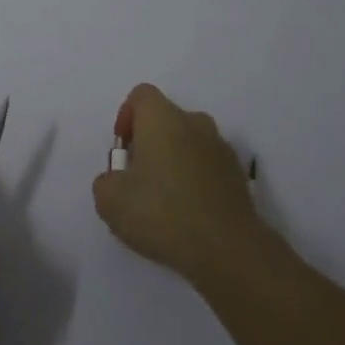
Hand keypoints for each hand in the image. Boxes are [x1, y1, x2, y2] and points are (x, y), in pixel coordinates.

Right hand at [93, 83, 263, 284]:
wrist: (227, 248)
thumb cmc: (162, 213)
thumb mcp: (110, 201)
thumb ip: (106, 182)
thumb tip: (118, 180)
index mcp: (162, 118)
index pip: (141, 95)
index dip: (126, 116)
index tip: (123, 150)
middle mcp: (195, 123)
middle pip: (166, 119)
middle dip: (150, 142)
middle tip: (139, 178)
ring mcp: (221, 148)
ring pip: (190, 142)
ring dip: (175, 161)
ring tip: (165, 200)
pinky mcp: (238, 175)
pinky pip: (208, 166)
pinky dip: (196, 180)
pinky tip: (189, 213)